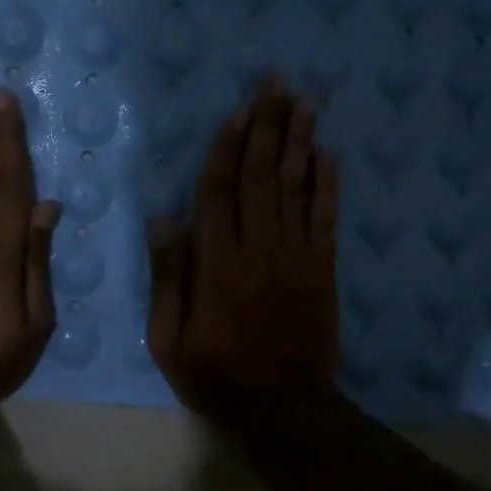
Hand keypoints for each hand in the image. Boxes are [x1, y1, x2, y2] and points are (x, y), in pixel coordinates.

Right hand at [146, 79, 339, 421]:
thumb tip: (162, 219)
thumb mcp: (169, 339)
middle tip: (277, 82)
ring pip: (296, 188)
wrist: (284, 409)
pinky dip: (327, 184)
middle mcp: (259, 248)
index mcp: (218, 263)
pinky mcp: (323, 270)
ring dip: (299, 141)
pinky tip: (328, 154)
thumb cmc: (218, 376)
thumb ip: (168, 278)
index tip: (238, 108)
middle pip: (262, 176)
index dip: (228, 147)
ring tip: (304, 101)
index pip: (219, 191)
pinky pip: (325, 219)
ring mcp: (296, 257)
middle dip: (268, 125)